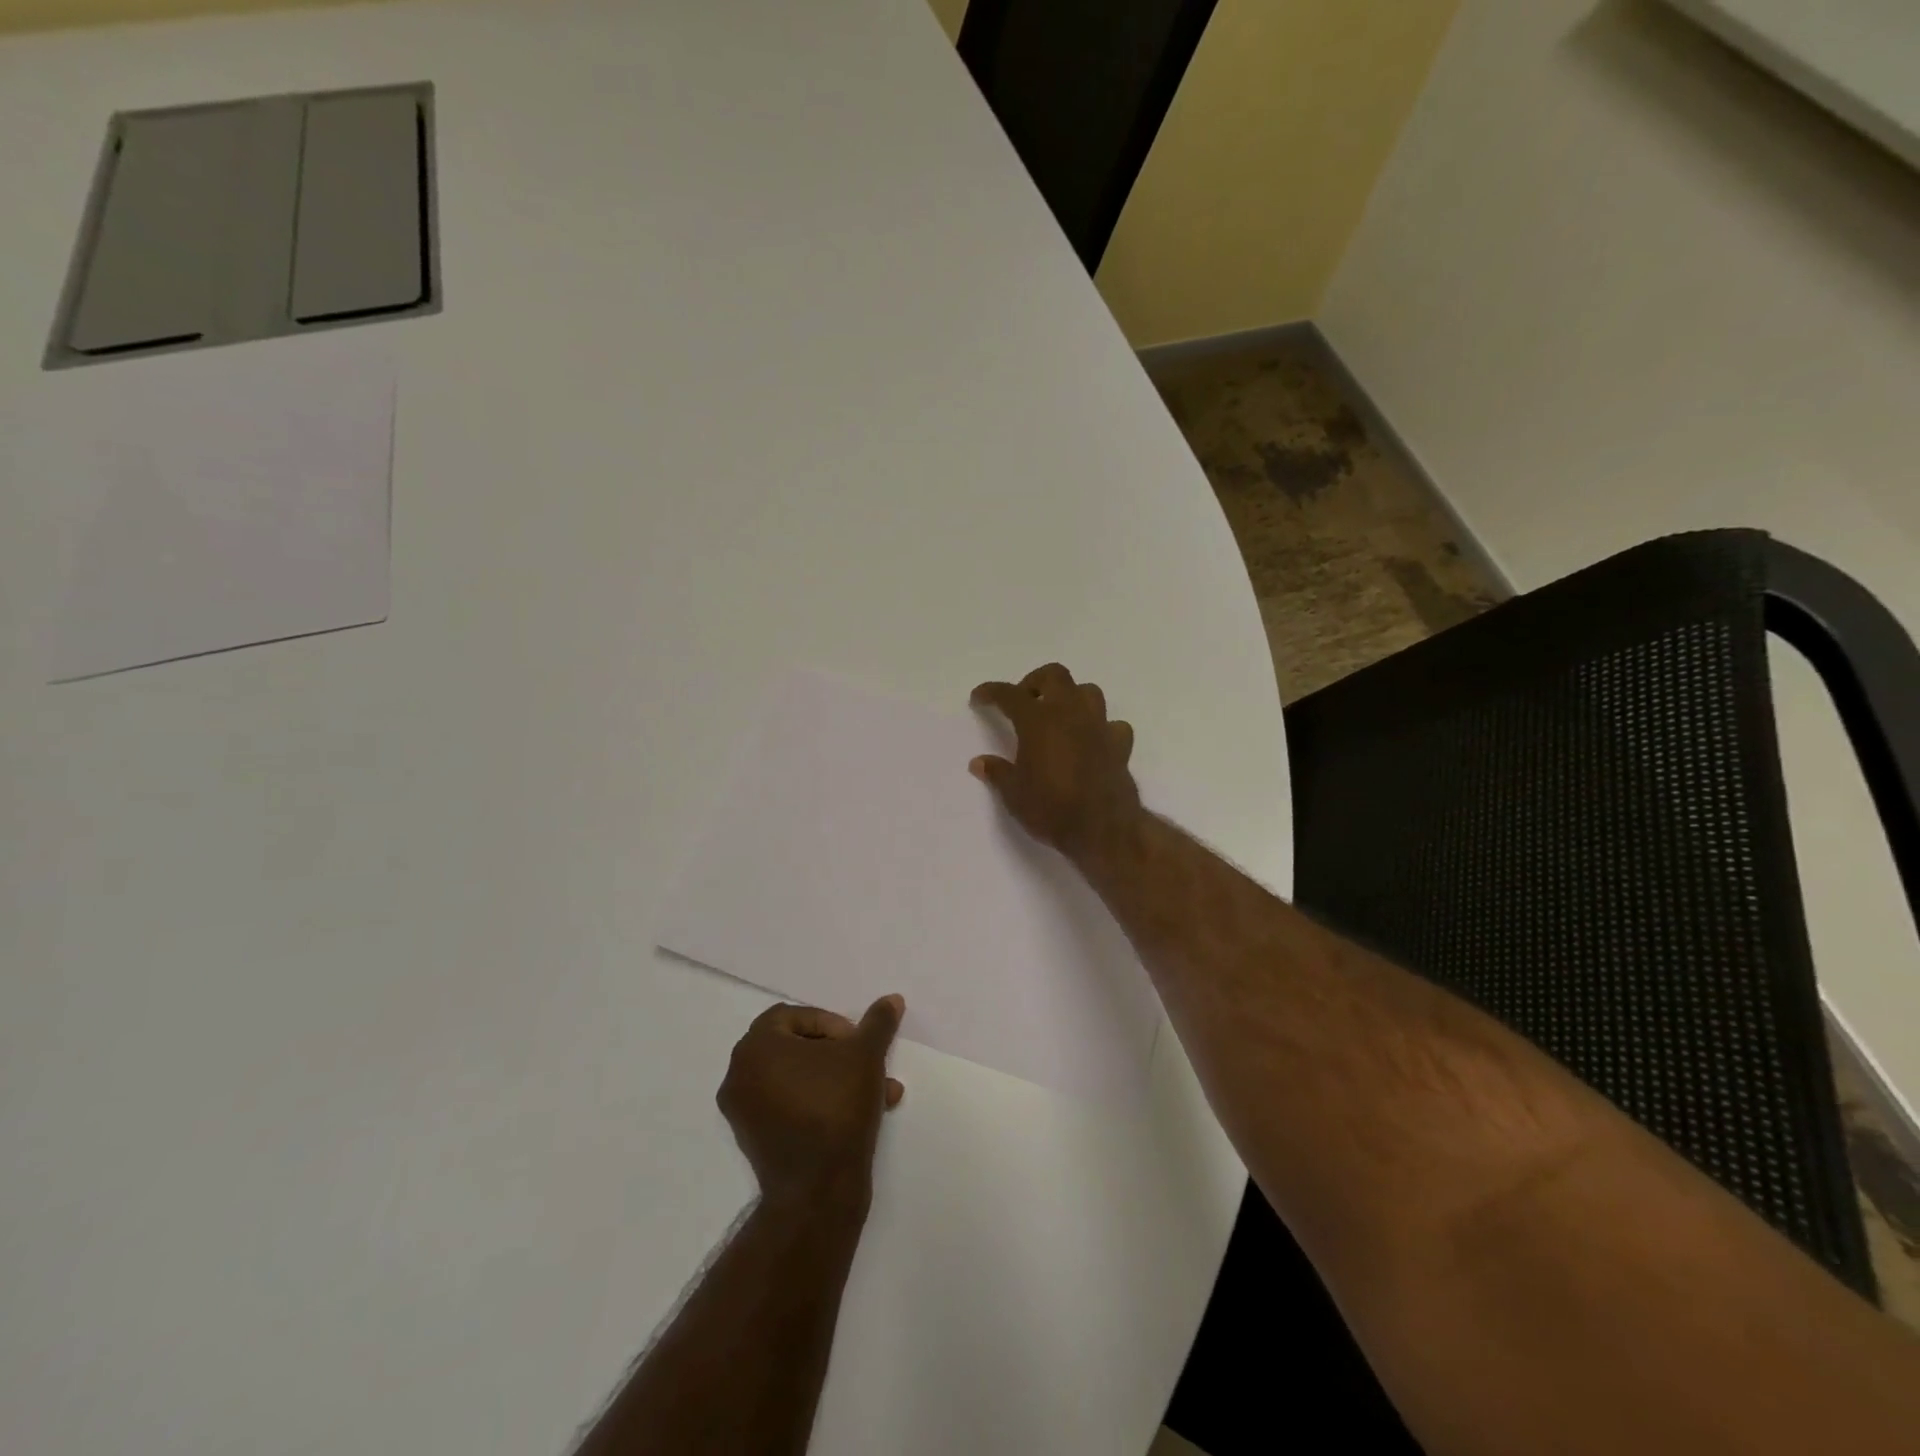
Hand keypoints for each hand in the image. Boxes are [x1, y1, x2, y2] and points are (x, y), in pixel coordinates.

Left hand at [717, 996, 905, 1212]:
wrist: (818, 1190)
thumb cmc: (836, 1107)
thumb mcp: (865, 1055)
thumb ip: (877, 1023)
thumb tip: (892, 999)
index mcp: (756, 1046)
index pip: (795, 1016)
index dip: (831, 1023)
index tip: (857, 1042)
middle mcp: (740, 1074)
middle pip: (796, 1047)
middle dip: (839, 1053)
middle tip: (867, 1064)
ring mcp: (743, 1111)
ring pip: (798, 1079)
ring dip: (837, 1079)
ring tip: (878, 1092)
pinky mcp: (754, 1141)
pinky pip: (790, 1106)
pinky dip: (820, 1103)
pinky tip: (861, 1114)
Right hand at [970, 663, 1142, 859]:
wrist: (1102, 829)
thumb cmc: (1051, 808)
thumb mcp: (1014, 794)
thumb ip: (997, 772)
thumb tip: (979, 763)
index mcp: (1038, 720)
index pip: (1009, 694)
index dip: (991, 692)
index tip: (979, 698)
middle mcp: (1070, 713)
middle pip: (1054, 675)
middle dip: (1035, 682)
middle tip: (1023, 701)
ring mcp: (1099, 726)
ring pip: (1088, 691)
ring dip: (1071, 697)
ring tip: (1058, 717)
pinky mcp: (1119, 745)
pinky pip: (1112, 724)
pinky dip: (1100, 728)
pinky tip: (1092, 741)